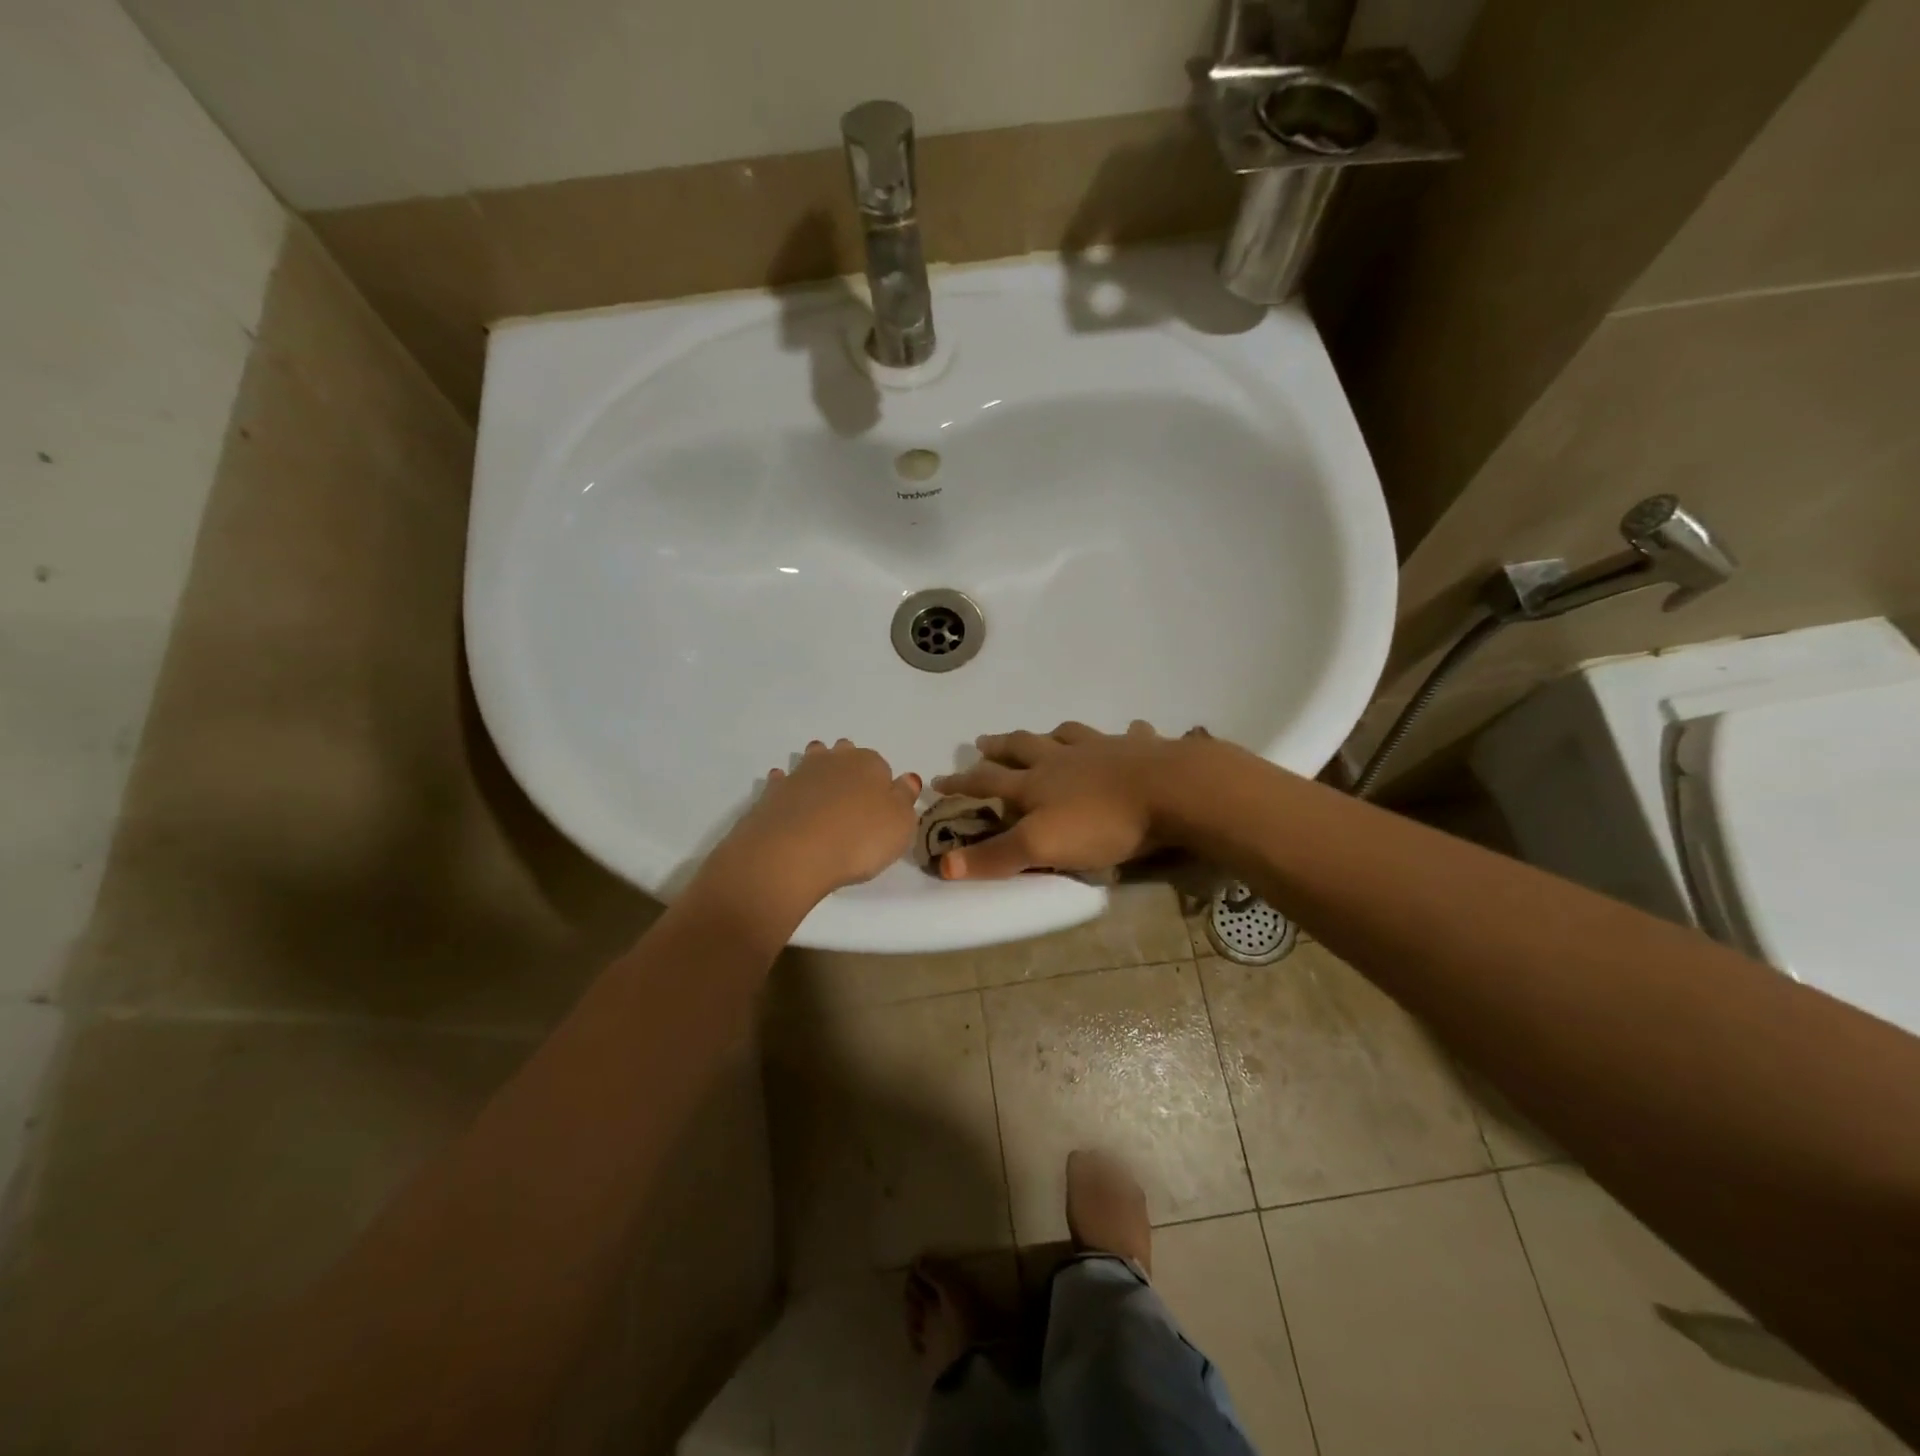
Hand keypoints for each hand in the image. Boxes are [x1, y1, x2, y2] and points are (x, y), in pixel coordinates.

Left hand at [714, 739, 922, 910]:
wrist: (793, 853)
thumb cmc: (859, 839)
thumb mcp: (900, 824)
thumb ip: (905, 799)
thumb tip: (907, 779)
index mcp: (869, 764)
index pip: (881, 765)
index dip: (882, 784)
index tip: (881, 805)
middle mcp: (834, 760)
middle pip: (844, 754)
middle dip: (848, 767)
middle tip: (852, 794)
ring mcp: (800, 774)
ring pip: (812, 761)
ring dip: (817, 771)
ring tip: (822, 793)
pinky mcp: (772, 793)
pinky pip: (783, 782)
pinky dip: (787, 788)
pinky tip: (790, 802)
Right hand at [930, 721, 1189, 879]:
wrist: (1171, 790)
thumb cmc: (1103, 822)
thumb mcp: (1042, 847)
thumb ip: (996, 856)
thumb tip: (942, 864)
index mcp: (1036, 783)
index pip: (988, 781)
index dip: (963, 782)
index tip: (939, 779)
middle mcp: (1063, 758)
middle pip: (1023, 747)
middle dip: (999, 747)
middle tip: (982, 742)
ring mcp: (1103, 748)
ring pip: (1068, 735)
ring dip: (1051, 734)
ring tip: (1045, 734)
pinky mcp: (1140, 748)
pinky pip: (1129, 735)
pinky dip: (1124, 734)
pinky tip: (1129, 732)